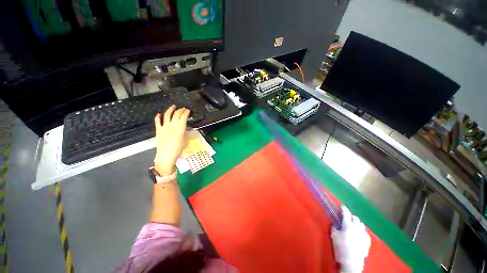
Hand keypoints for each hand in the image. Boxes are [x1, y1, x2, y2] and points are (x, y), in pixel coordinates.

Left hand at [154, 105, 189, 174]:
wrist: (166, 155)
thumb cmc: (178, 148)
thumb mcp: (186, 141)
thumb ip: (187, 134)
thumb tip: (187, 130)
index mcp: (180, 127)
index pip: (183, 116)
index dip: (186, 112)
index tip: (188, 110)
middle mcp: (172, 125)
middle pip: (176, 114)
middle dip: (180, 110)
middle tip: (183, 108)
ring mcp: (164, 127)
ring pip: (167, 115)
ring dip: (170, 110)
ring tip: (173, 106)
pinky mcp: (159, 130)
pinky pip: (157, 121)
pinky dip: (158, 117)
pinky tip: (159, 114)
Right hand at [331, 206, 370, 272]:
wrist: (351, 261)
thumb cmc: (341, 247)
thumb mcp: (333, 236)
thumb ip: (334, 227)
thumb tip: (335, 224)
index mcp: (348, 225)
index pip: (346, 213)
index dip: (344, 209)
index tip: (342, 206)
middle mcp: (357, 227)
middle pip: (356, 218)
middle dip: (351, 216)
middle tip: (347, 218)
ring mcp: (364, 234)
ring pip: (361, 224)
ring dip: (357, 223)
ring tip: (353, 226)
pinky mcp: (367, 241)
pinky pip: (364, 232)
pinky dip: (361, 231)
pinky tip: (358, 235)